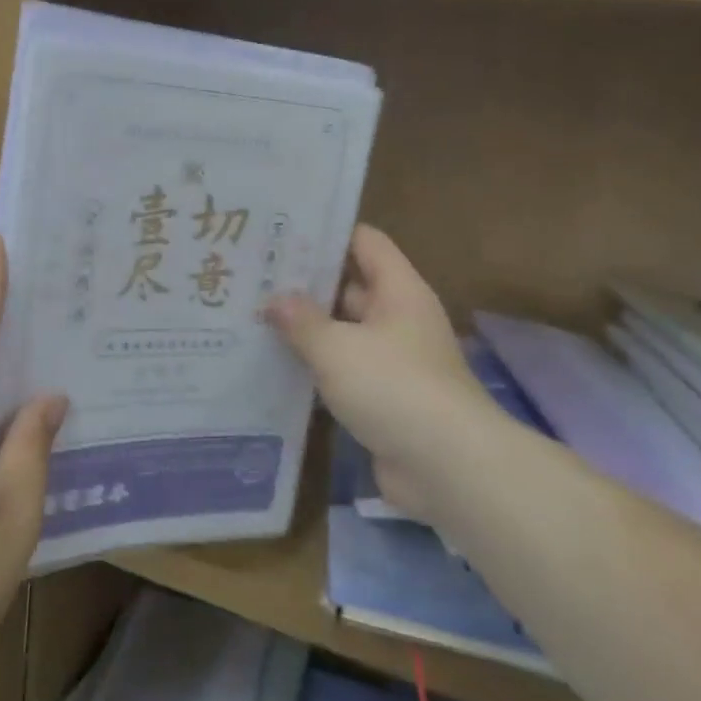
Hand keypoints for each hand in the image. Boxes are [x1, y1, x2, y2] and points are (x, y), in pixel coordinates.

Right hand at [266, 226, 492, 520]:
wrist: (447, 467)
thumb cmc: (394, 387)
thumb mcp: (337, 347)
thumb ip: (301, 320)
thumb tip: (274, 300)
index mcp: (398, 291)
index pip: (364, 241)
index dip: (326, 233)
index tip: (281, 233)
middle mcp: (398, 318)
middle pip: (349, 286)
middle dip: (305, 283)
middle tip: (254, 276)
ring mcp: (392, 360)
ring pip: (342, 332)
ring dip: (306, 329)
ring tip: (253, 317)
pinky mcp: (383, 398)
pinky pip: (343, 371)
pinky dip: (315, 367)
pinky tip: (274, 364)